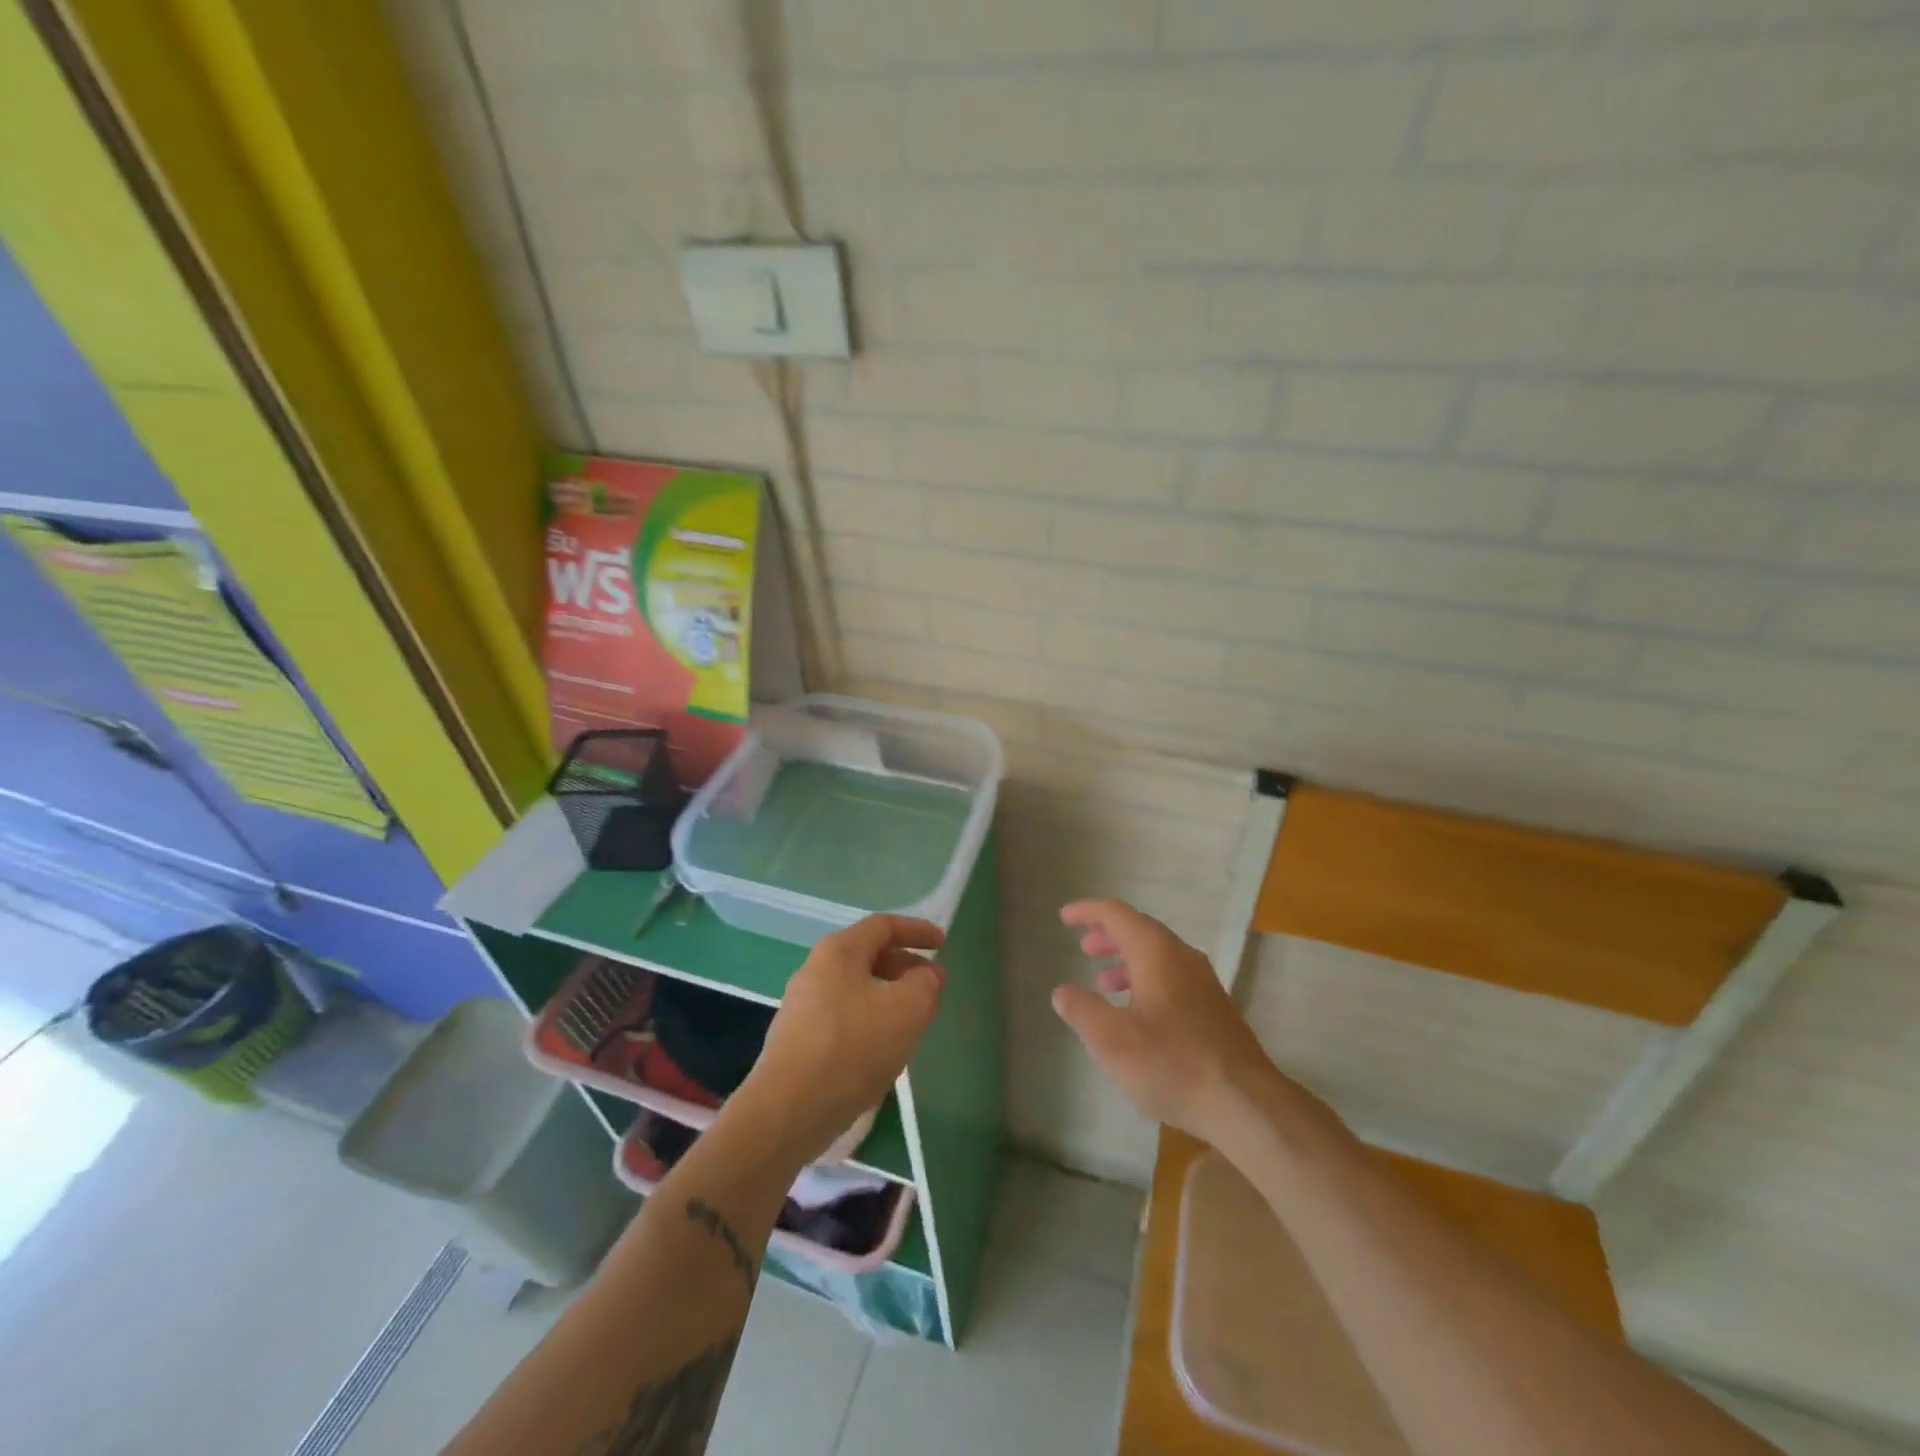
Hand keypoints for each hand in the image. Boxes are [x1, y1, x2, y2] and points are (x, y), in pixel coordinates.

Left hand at [740, 914, 944, 1167]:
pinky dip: (869, 1020)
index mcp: (839, 951)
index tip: (943, 944)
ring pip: (856, 988)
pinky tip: (882, 1049)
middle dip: (904, 966)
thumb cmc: (852, 1049)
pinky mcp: (797, 1038)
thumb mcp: (907, 1011)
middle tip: (932, 986)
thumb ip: (924, 984)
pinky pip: (843, 1015)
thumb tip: (925, 974)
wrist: (788, 1111)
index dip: (917, 930)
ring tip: (913, 1020)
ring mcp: (802, 1005)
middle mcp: (815, 968)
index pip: (883, 926)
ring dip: (888, 996)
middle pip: (868, 954)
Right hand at [1053, 898, 1285, 1145]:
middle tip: (1084, 947)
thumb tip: (1063, 992)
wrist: (1246, 1104)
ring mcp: (1203, 983)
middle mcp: (1182, 957)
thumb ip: (1082, 1011)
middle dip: (1108, 935)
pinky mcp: (1214, 1009)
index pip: (1117, 914)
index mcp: (1156, 952)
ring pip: (1158, 956)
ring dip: (1127, 961)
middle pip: (1140, 931)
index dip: (1088, 912)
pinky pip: (1172, 977)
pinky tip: (1137, 1013)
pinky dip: (1146, 980)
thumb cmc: (1172, 1064)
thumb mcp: (1111, 1041)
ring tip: (1103, 982)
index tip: (1065, 917)